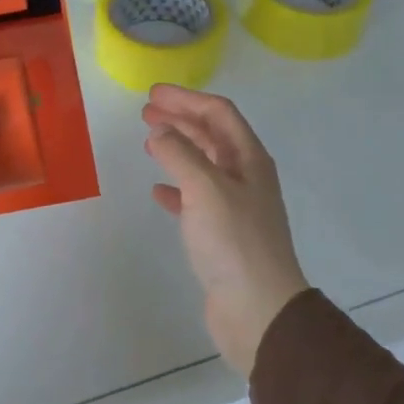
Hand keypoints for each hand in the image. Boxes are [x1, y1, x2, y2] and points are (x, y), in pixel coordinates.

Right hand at [142, 84, 308, 376]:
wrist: (258, 310)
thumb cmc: (234, 242)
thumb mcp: (206, 189)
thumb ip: (180, 155)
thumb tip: (160, 133)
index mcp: (249, 159)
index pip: (219, 113)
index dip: (186, 99)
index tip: (153, 94)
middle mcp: (246, 177)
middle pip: (212, 135)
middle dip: (180, 120)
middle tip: (146, 111)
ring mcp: (235, 206)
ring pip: (203, 165)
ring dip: (178, 149)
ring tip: (149, 141)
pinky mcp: (221, 235)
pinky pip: (196, 200)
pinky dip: (176, 189)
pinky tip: (158, 191)